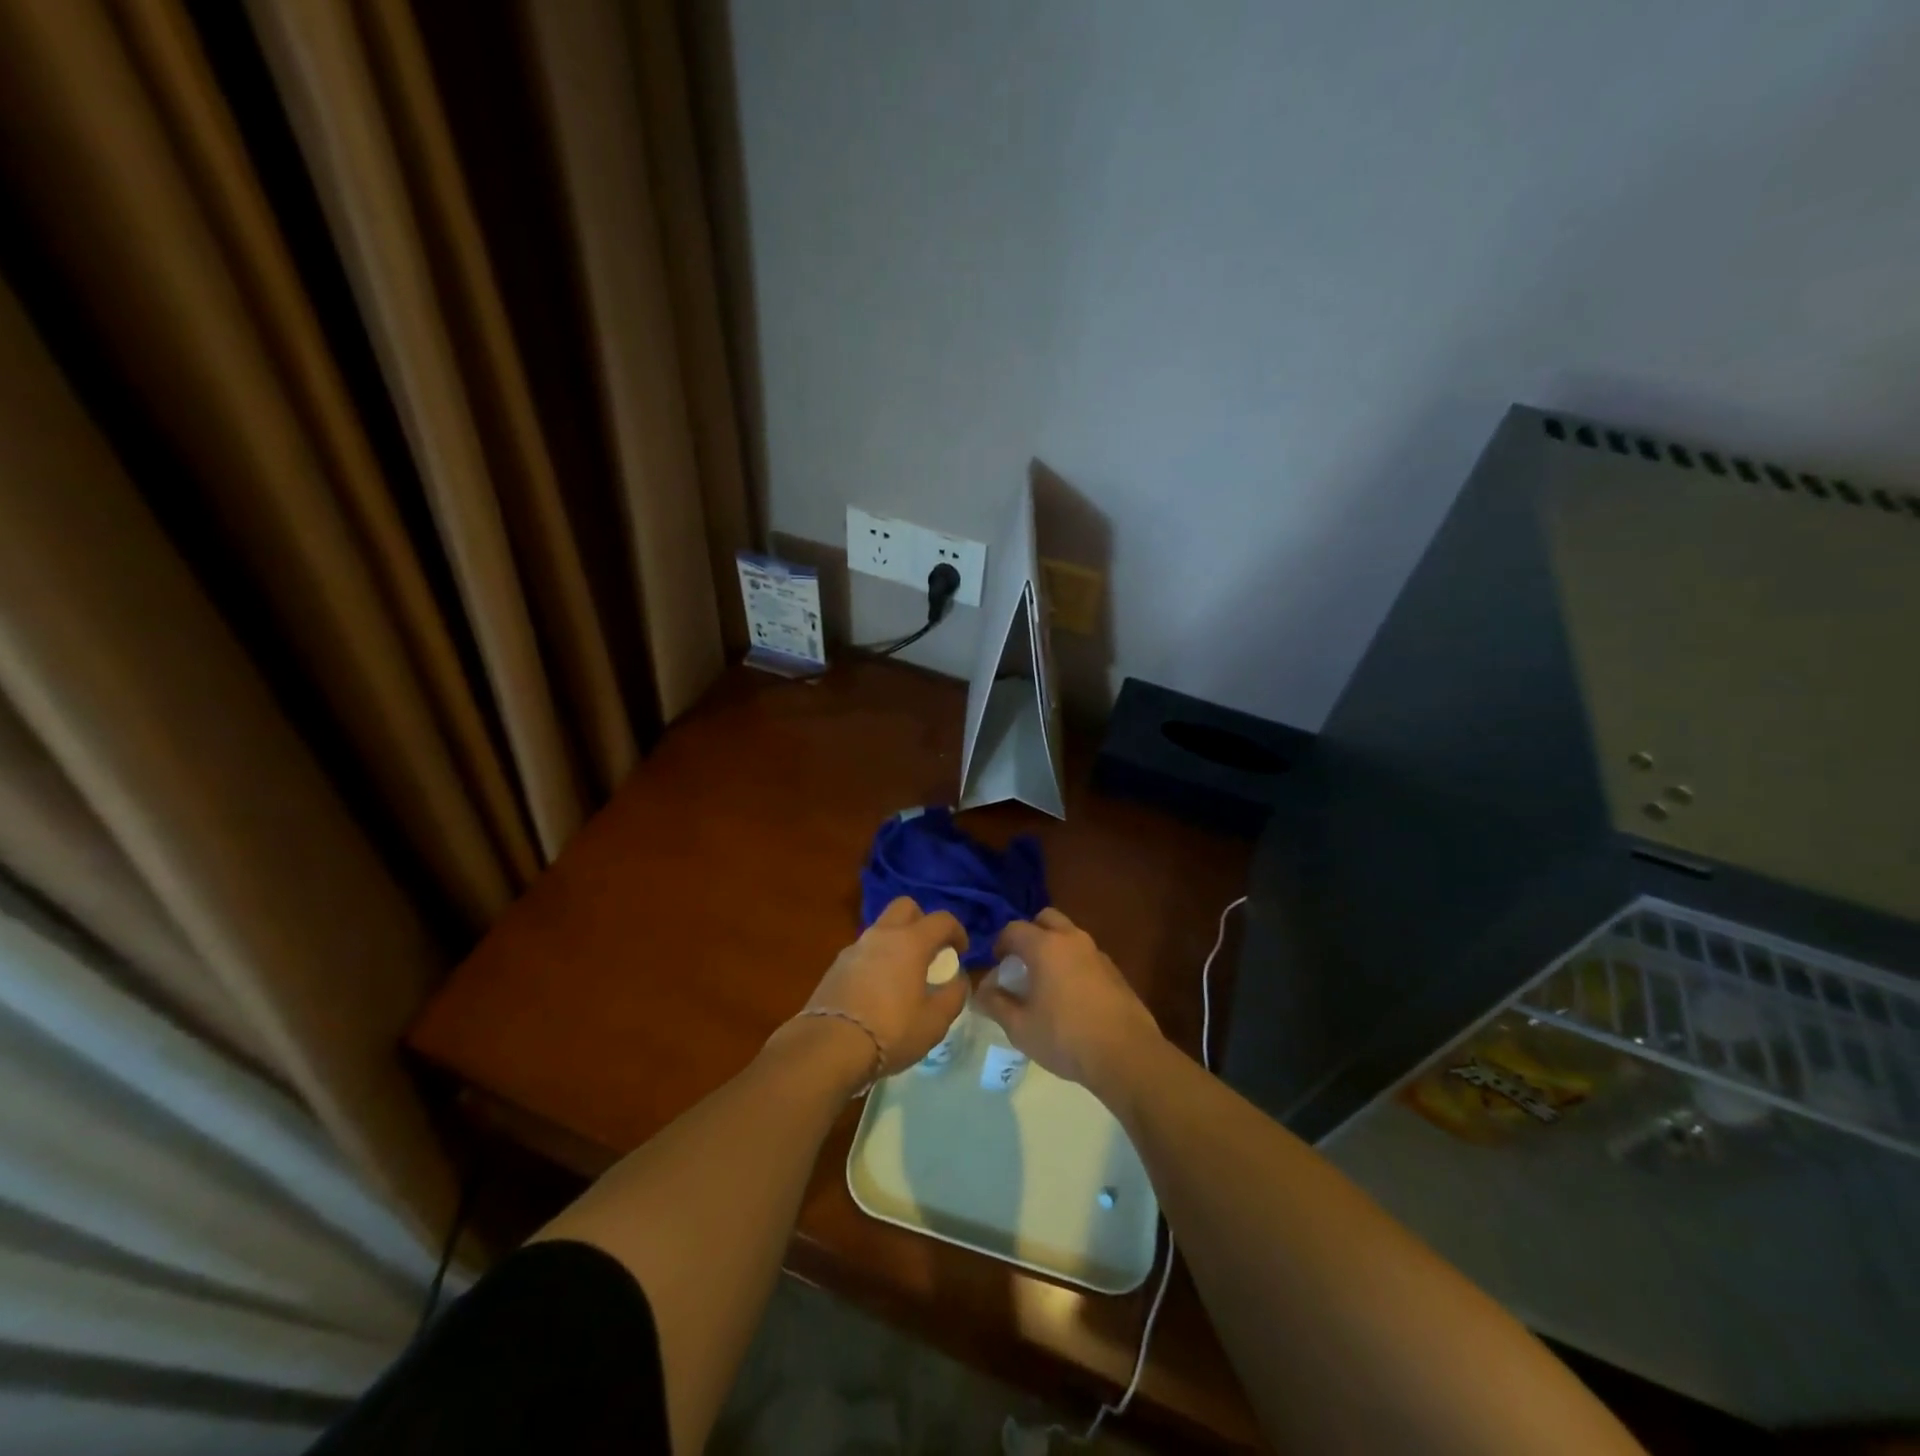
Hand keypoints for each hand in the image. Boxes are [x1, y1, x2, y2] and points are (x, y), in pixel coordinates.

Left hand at [800, 897, 969, 1075]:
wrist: (829, 1046)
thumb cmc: (891, 1031)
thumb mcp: (935, 1022)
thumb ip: (953, 995)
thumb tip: (958, 979)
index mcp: (910, 942)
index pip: (942, 919)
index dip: (957, 931)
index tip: (960, 952)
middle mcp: (882, 935)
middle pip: (905, 907)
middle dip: (922, 921)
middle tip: (929, 951)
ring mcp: (855, 947)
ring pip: (881, 929)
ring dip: (896, 942)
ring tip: (903, 975)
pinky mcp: (836, 966)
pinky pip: (864, 951)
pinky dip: (876, 960)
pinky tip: (877, 990)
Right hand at [976, 907, 1162, 1092]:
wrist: (1126, 1054)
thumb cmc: (1065, 1037)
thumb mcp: (1020, 1027)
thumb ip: (996, 1004)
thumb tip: (981, 993)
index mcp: (1045, 946)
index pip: (1014, 929)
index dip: (1000, 943)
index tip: (997, 964)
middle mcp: (1072, 940)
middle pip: (1046, 919)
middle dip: (1030, 934)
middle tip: (1022, 963)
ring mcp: (1097, 953)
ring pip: (1069, 935)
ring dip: (1054, 947)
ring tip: (1045, 981)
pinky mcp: (1114, 971)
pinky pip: (1086, 955)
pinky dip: (1073, 963)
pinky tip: (1071, 996)